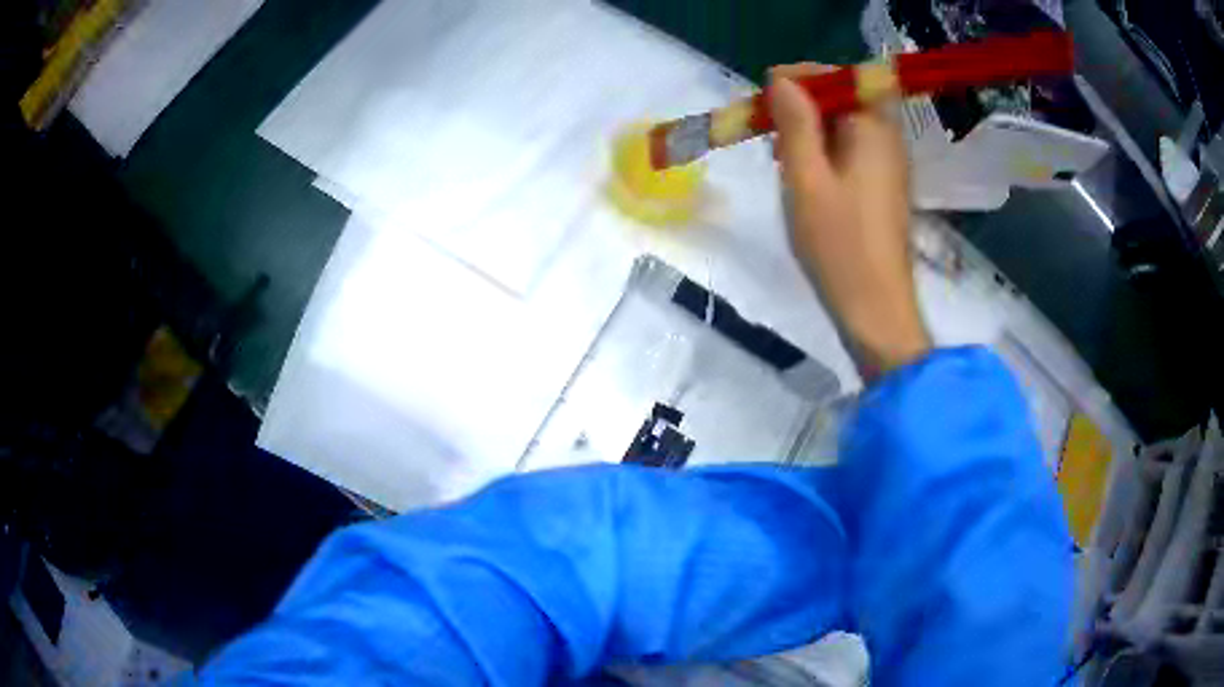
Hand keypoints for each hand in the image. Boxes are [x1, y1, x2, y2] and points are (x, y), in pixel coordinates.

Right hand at [769, 64, 930, 379]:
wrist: (875, 308)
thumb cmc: (839, 244)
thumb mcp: (805, 177)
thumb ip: (795, 122)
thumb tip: (782, 79)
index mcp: (873, 128)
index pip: (839, 77)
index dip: (800, 79)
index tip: (765, 99)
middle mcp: (888, 138)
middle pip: (843, 99)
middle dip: (802, 106)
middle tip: (770, 133)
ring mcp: (889, 164)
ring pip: (845, 126)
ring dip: (810, 131)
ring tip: (781, 158)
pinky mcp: (884, 187)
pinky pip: (852, 151)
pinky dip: (825, 153)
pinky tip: (804, 178)